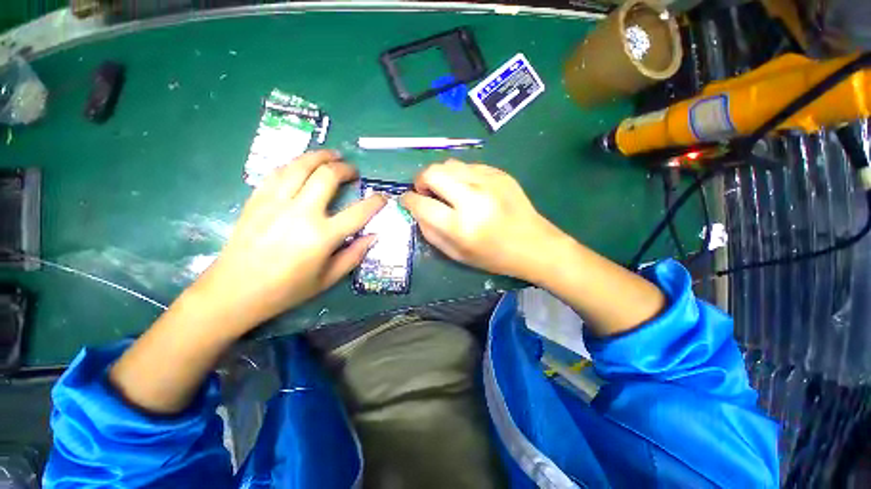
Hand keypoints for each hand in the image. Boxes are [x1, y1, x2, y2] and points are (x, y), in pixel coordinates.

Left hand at [194, 150, 385, 330]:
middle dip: (345, 169)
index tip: (382, 197)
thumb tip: (373, 235)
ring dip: (320, 156)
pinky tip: (302, 166)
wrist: (235, 291)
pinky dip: (294, 164)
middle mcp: (301, 213)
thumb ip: (354, 255)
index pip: (359, 212)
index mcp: (322, 236)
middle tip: (353, 171)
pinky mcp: (257, 199)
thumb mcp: (328, 279)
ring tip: (331, 155)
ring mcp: (276, 203)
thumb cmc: (286, 289)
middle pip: (328, 176)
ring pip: (301, 165)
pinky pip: (278, 172)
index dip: (376, 202)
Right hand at [401, 160, 564, 280]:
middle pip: (432, 173)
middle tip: (425, 192)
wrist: (534, 245)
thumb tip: (417, 210)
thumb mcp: (456, 255)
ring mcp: (488, 182)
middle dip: (420, 180)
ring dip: (440, 176)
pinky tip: (467, 189)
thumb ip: (431, 232)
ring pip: (449, 164)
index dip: (408, 200)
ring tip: (446, 190)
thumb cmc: (493, 257)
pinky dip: (460, 175)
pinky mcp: (499, 173)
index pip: (421, 203)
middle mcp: (472, 198)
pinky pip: (468, 166)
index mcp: (460, 225)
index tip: (407, 200)